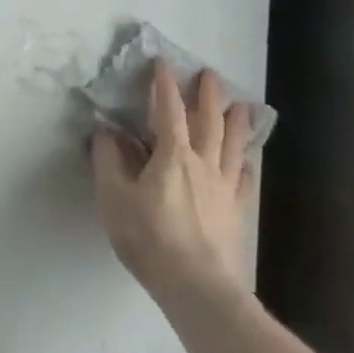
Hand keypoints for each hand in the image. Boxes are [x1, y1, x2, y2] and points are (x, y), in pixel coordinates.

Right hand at [90, 61, 257, 312]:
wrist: (199, 290)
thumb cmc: (150, 239)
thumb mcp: (114, 198)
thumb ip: (107, 161)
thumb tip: (106, 132)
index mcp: (172, 155)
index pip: (169, 109)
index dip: (165, 84)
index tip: (163, 62)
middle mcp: (203, 164)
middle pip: (209, 121)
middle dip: (208, 95)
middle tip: (211, 74)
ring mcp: (224, 189)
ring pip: (233, 146)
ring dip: (237, 123)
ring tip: (242, 106)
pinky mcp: (237, 214)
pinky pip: (245, 181)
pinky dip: (246, 165)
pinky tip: (248, 162)